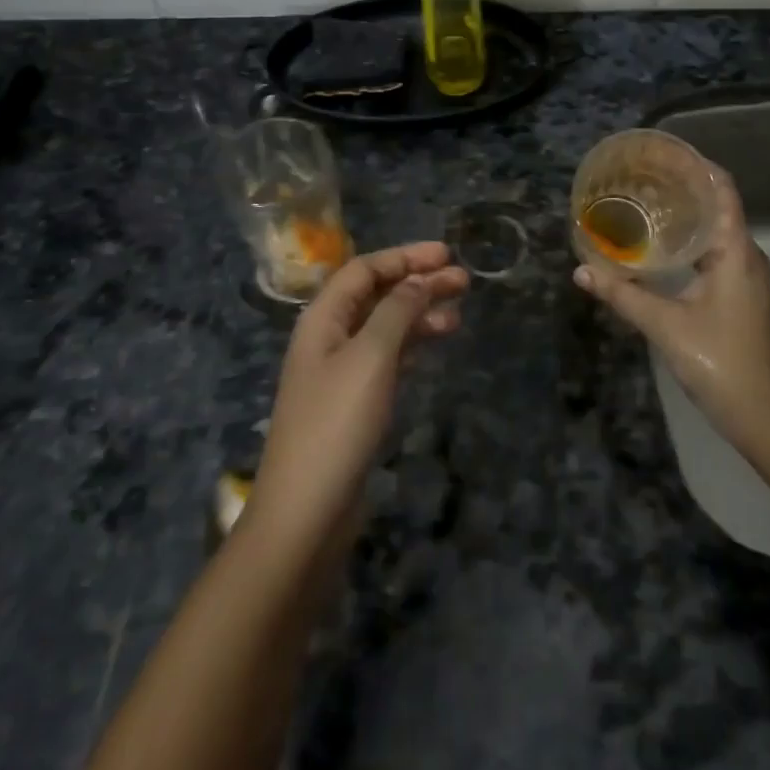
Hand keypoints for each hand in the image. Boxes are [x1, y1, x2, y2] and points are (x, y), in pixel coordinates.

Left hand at [251, 242, 467, 551]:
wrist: (305, 514)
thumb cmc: (337, 424)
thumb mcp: (371, 357)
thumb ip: (396, 311)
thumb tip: (419, 280)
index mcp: (322, 318)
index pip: (364, 269)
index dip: (405, 257)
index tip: (447, 254)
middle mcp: (328, 337)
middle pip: (376, 295)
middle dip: (418, 283)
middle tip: (463, 281)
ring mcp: (340, 372)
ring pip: (384, 326)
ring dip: (419, 314)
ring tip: (458, 315)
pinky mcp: (353, 403)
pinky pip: (386, 357)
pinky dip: (412, 345)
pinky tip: (434, 345)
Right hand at [573, 171, 769, 450]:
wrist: (765, 416)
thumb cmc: (720, 362)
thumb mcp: (666, 326)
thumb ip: (623, 295)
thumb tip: (581, 270)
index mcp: (735, 252)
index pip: (722, 190)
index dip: (697, 165)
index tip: (663, 152)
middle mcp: (745, 256)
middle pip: (717, 206)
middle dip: (682, 187)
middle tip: (640, 176)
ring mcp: (745, 276)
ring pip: (715, 231)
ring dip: (685, 215)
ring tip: (644, 203)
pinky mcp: (739, 294)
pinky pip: (714, 252)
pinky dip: (688, 240)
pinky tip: (660, 247)